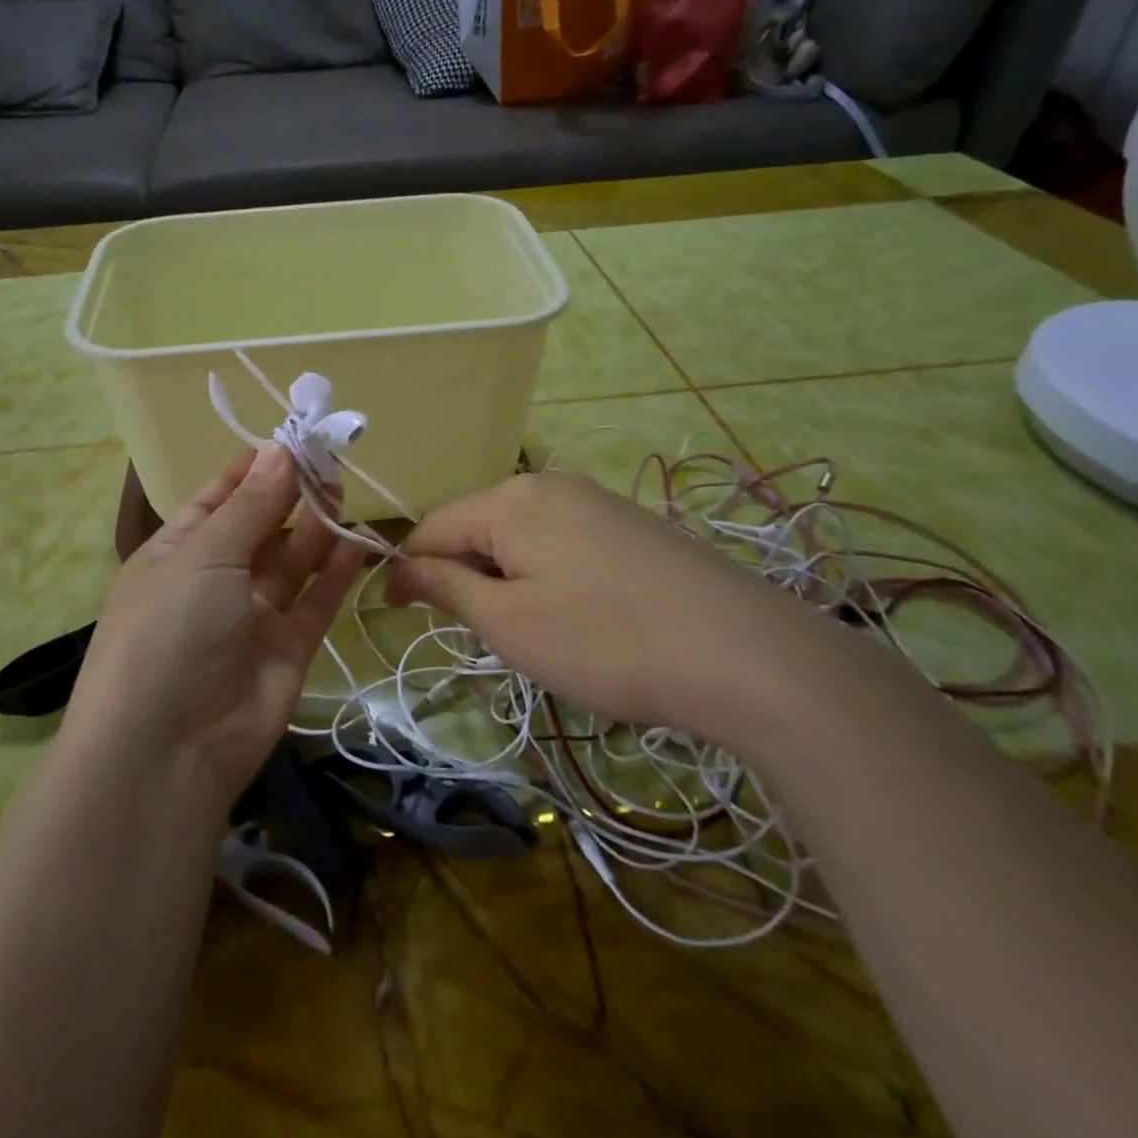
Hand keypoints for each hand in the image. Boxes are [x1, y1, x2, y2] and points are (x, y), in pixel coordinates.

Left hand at [64, 446, 363, 806]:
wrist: (168, 751)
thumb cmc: (170, 631)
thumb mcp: (204, 556)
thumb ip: (251, 506)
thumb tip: (281, 450)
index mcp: (177, 551)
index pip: (218, 497)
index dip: (254, 468)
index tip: (294, 439)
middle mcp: (214, 580)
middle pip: (261, 526)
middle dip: (292, 495)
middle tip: (331, 461)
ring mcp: (253, 616)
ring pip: (292, 562)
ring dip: (316, 528)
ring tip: (345, 492)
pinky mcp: (288, 648)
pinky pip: (315, 601)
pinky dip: (335, 573)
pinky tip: (356, 541)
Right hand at [385, 472, 846, 750]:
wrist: (745, 654)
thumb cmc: (605, 641)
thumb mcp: (509, 622)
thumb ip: (446, 586)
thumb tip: (399, 567)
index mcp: (511, 499)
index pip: (431, 526)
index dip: (406, 568)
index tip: (393, 613)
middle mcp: (550, 484)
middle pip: (477, 525)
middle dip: (460, 574)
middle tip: (474, 633)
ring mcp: (596, 500)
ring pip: (520, 536)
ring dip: (502, 577)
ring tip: (526, 631)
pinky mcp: (630, 525)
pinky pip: (561, 542)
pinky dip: (544, 575)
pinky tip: (574, 615)